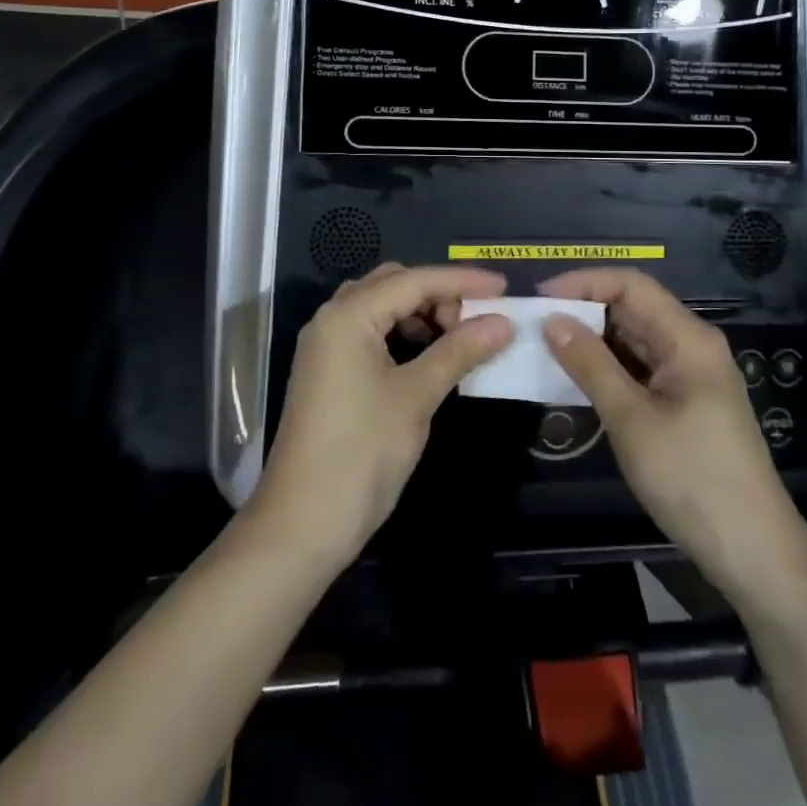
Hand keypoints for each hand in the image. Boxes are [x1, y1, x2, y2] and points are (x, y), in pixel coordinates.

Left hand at [251, 264, 511, 565]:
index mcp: (349, 315)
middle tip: (476, 320)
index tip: (505, 287)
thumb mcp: (416, 396)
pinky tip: (427, 357)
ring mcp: (326, 345)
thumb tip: (504, 322)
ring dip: (420, 314)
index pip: (415, 280)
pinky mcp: (327, 371)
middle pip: (394, 285)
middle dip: (438, 294)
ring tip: (455, 339)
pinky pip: (370, 333)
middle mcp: (332, 318)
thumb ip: (460, 351)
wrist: (302, 525)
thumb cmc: (362, 453)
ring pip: (381, 308)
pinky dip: (402, 335)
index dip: (462, 281)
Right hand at [540, 268, 803, 598]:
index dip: (584, 282)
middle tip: (533, 323)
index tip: (540, 296)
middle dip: (583, 310)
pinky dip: (607, 368)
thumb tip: (552, 320)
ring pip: (633, 340)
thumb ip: (590, 365)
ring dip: (592, 341)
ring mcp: (689, 376)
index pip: (631, 285)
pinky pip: (639, 369)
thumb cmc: (692, 478)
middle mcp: (691, 346)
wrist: (753, 553)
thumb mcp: (632, 420)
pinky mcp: (684, 403)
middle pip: (632, 309)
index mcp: (688, 338)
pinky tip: (574, 378)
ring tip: (544, 347)